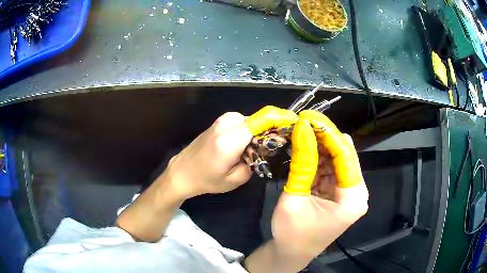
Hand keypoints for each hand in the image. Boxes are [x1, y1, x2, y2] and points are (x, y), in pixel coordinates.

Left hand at [164, 107, 297, 198]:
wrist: (182, 172)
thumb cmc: (207, 179)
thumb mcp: (235, 179)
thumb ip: (255, 161)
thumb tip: (265, 148)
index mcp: (231, 139)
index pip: (263, 120)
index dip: (281, 119)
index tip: (295, 124)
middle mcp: (227, 123)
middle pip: (259, 120)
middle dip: (271, 130)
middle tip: (275, 147)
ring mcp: (222, 120)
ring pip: (252, 121)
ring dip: (259, 131)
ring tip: (259, 149)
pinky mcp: (220, 121)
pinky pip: (242, 122)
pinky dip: (250, 130)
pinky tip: (247, 145)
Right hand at [271, 110, 368, 261]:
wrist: (290, 253)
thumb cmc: (291, 234)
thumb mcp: (294, 197)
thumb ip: (302, 162)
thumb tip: (302, 128)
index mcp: (353, 198)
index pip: (345, 155)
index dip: (328, 133)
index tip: (308, 116)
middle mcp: (357, 191)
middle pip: (344, 154)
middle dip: (324, 136)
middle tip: (302, 122)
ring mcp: (349, 191)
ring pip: (337, 158)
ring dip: (319, 145)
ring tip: (301, 132)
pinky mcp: (339, 191)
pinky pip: (330, 167)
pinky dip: (318, 157)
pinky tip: (304, 148)